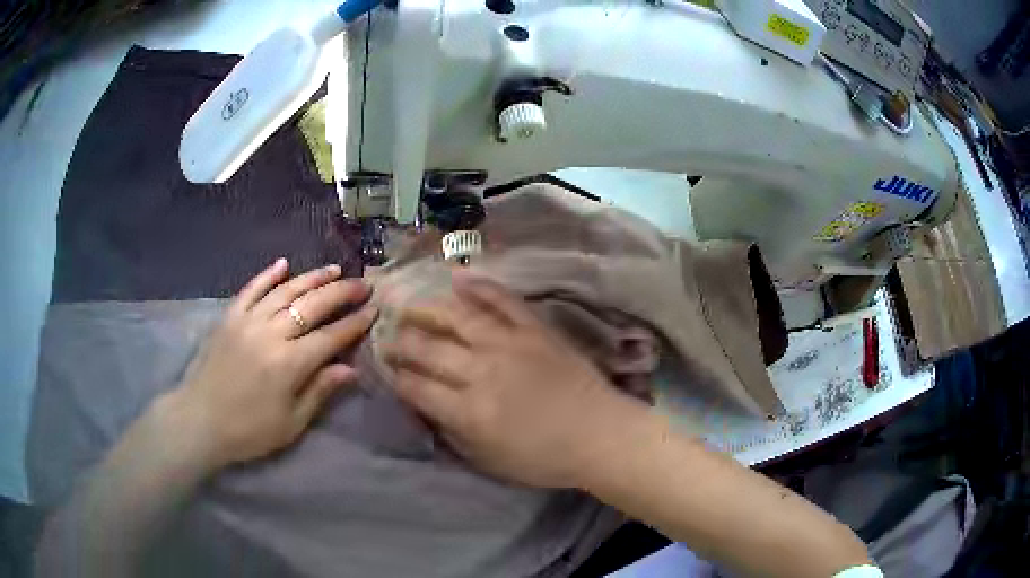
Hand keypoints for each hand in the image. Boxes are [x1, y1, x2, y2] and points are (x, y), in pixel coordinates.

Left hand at [165, 258, 377, 470]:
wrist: (199, 421)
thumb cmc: (249, 430)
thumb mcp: (291, 423)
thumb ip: (320, 391)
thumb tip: (350, 369)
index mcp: (288, 364)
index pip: (330, 337)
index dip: (354, 323)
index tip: (373, 310)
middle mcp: (270, 334)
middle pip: (311, 305)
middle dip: (341, 293)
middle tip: (363, 284)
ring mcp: (247, 321)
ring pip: (285, 291)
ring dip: (312, 278)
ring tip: (334, 269)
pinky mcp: (229, 317)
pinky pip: (251, 289)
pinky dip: (268, 275)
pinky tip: (284, 264)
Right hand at [381, 271, 642, 488]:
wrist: (599, 435)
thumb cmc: (545, 458)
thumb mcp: (489, 461)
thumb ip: (453, 434)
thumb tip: (428, 409)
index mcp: (468, 411)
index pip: (416, 387)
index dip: (396, 377)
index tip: (386, 369)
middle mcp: (480, 372)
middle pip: (427, 349)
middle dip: (400, 342)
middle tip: (388, 337)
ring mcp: (509, 344)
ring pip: (457, 317)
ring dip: (426, 309)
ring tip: (408, 306)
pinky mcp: (534, 329)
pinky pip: (503, 301)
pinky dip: (480, 286)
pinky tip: (458, 279)